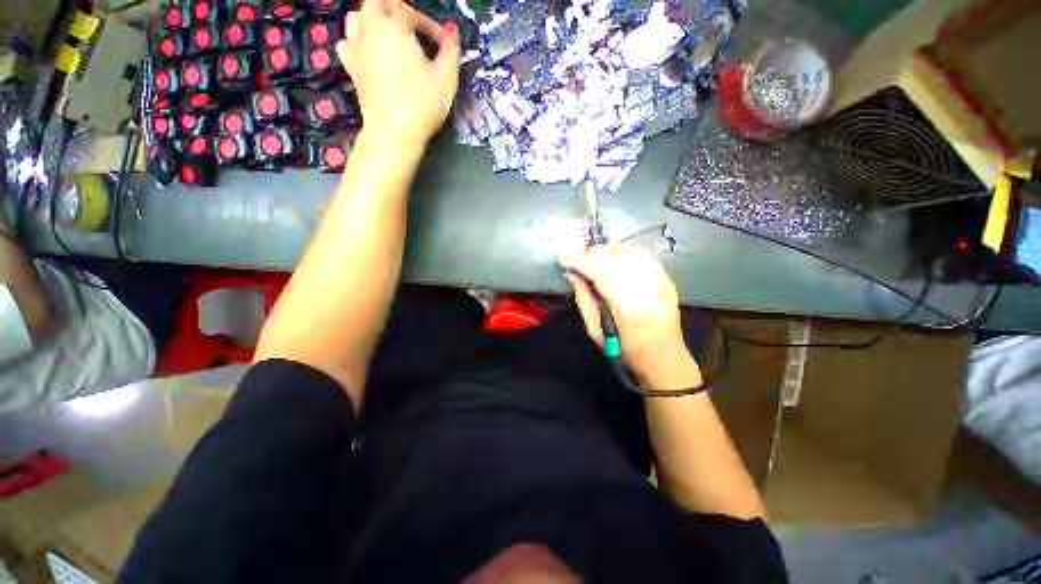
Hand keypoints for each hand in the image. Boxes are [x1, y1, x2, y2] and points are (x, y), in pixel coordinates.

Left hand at [336, 0, 460, 145]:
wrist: (394, 132)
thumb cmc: (422, 103)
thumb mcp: (446, 78)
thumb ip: (451, 50)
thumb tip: (452, 32)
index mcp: (394, 25)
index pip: (411, 12)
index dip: (430, 26)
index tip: (442, 46)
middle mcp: (370, 28)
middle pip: (377, 2)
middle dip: (396, 10)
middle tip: (413, 28)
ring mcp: (355, 47)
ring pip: (357, 17)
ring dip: (374, 20)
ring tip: (390, 37)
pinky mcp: (350, 67)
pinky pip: (347, 42)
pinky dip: (357, 41)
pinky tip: (369, 53)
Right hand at [562, 243, 687, 377]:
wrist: (663, 356)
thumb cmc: (624, 348)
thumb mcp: (594, 329)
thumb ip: (583, 298)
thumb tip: (572, 274)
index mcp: (626, 303)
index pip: (597, 268)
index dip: (577, 260)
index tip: (563, 261)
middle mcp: (645, 284)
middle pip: (611, 254)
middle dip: (589, 253)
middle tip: (576, 261)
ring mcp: (659, 277)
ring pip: (626, 249)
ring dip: (605, 252)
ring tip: (593, 260)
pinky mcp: (665, 276)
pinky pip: (639, 254)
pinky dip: (622, 253)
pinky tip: (613, 261)